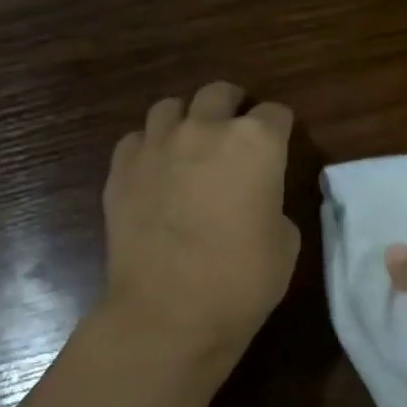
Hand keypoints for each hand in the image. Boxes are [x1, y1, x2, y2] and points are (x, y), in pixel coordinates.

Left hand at [100, 81, 300, 387]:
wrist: (168, 314)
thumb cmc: (242, 281)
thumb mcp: (285, 242)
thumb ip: (272, 203)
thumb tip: (256, 199)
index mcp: (256, 142)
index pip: (276, 113)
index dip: (280, 129)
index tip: (279, 147)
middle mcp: (205, 129)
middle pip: (219, 93)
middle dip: (232, 107)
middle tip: (234, 134)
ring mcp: (156, 145)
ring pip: (170, 107)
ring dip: (186, 120)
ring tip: (189, 146)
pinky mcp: (121, 169)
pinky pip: (136, 140)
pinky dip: (149, 148)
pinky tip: (155, 173)